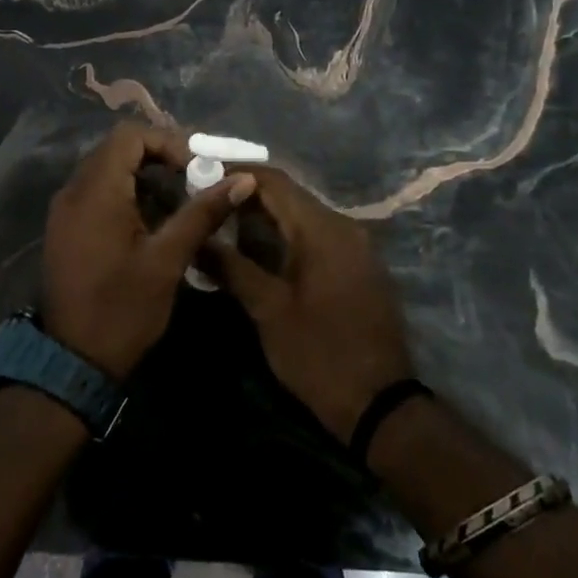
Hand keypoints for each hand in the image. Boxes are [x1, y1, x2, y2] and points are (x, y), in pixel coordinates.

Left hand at [42, 124, 256, 380]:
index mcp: (95, 192)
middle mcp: (73, 191)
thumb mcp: (168, 260)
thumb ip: (202, 213)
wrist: (73, 361)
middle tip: (193, 182)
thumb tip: (242, 179)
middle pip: (116, 149)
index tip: (195, 169)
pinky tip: (151, 222)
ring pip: (106, 171)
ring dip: (143, 177)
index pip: (129, 136)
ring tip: (178, 203)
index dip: (167, 142)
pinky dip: (125, 195)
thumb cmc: (123, 309)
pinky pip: (96, 192)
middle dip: (158, 158)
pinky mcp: (65, 228)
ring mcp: (64, 210)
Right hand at [211, 168, 413, 442]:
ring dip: (266, 213)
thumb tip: (196, 238)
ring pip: (304, 214)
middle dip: (247, 193)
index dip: (236, 173)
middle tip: (207, 197)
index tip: (200, 175)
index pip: (274, 181)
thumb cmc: (319, 353)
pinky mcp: (359, 265)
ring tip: (224, 218)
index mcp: (322, 229)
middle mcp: (344, 226)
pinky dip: (287, 232)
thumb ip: (231, 266)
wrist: (380, 403)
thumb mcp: (268, 310)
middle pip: (290, 195)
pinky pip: (318, 234)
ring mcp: (357, 245)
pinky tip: (260, 245)